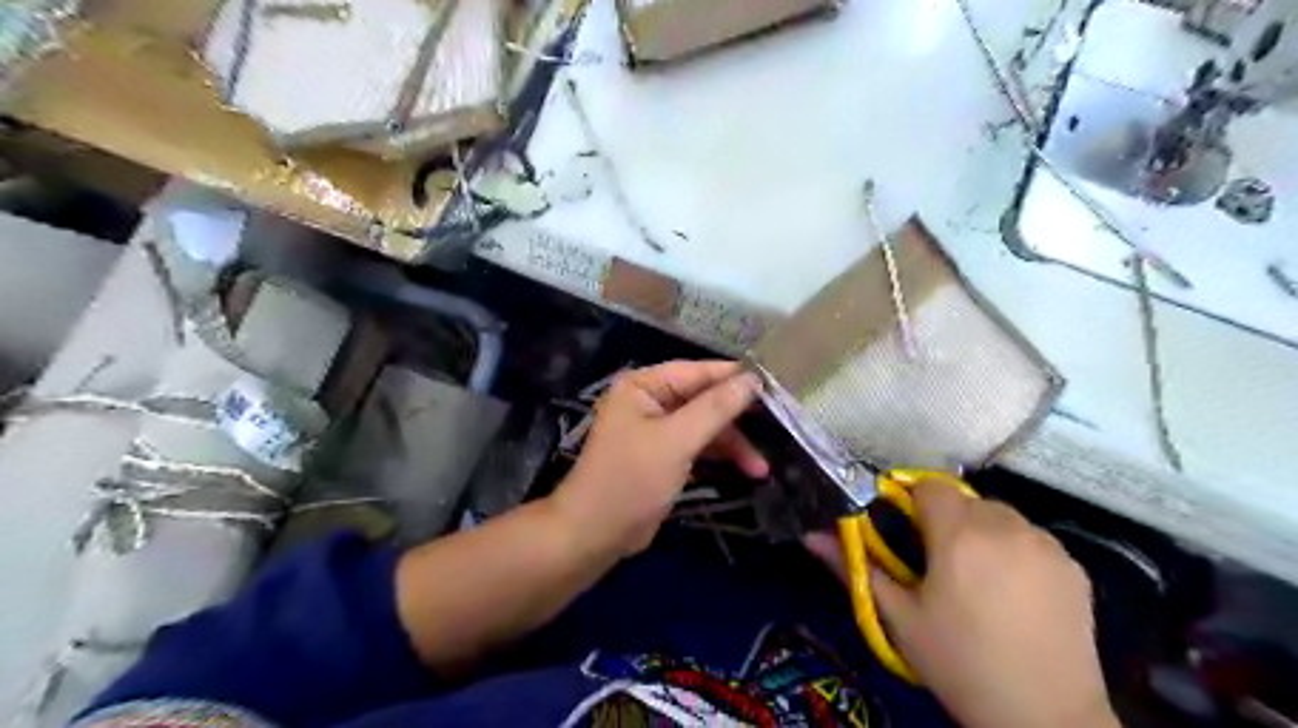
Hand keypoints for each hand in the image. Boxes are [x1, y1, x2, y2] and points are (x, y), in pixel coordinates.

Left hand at [551, 358, 761, 556]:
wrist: (595, 534)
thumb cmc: (631, 479)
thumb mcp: (677, 441)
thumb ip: (715, 408)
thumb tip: (753, 379)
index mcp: (644, 385)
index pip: (698, 371)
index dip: (736, 378)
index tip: (776, 386)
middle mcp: (650, 400)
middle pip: (704, 399)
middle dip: (737, 418)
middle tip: (778, 428)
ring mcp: (657, 429)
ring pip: (705, 425)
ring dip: (733, 444)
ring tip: (762, 467)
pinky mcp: (664, 455)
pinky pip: (698, 445)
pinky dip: (719, 456)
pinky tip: (746, 470)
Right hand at [809, 482, 1122, 727]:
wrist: (1046, 719)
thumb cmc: (959, 664)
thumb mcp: (899, 618)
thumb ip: (855, 567)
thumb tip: (810, 535)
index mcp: (959, 535)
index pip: (928, 486)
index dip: (911, 503)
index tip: (905, 533)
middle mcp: (1006, 526)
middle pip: (964, 499)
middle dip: (946, 520)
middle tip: (938, 563)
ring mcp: (1047, 544)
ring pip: (1000, 515)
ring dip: (981, 531)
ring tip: (977, 578)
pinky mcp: (1075, 565)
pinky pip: (1031, 538)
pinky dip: (1015, 549)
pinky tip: (1013, 591)